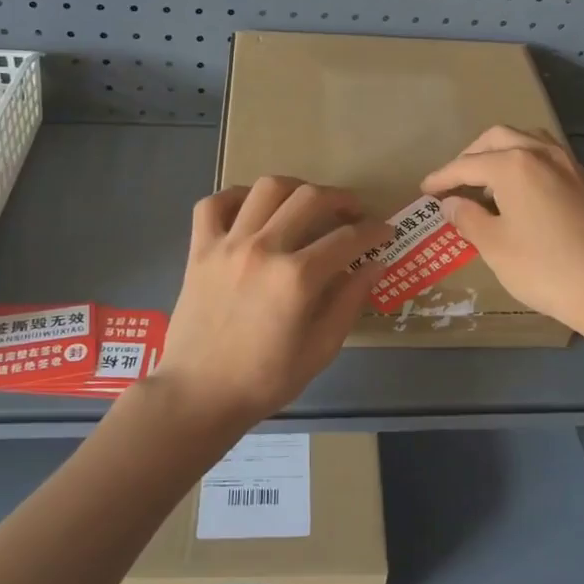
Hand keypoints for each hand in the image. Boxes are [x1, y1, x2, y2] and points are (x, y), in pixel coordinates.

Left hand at [156, 177, 392, 427]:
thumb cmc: (264, 380)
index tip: (384, 231)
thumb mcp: (321, 350)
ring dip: (295, 188)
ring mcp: (228, 245)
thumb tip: (375, 265)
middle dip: (341, 199)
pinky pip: (214, 203)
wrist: (198, 395)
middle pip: (311, 199)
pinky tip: (252, 208)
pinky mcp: (199, 249)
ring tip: (306, 202)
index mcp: (297, 279)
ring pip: (266, 189)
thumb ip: (349, 302)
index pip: (348, 238)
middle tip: (353, 212)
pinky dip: (236, 196)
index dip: (374, 231)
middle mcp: (264, 249)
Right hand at [422, 126, 583, 337]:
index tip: (425, 190)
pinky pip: (546, 155)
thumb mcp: (494, 246)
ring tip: (487, 179)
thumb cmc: (544, 267)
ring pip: (526, 139)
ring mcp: (568, 164)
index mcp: (514, 164)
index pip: (467, 164)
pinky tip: (521, 188)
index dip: (443, 177)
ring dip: (501, 151)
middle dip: (471, 156)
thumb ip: (468, 218)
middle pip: (497, 138)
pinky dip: (524, 161)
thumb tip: (452, 204)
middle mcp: (541, 153)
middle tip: (455, 181)